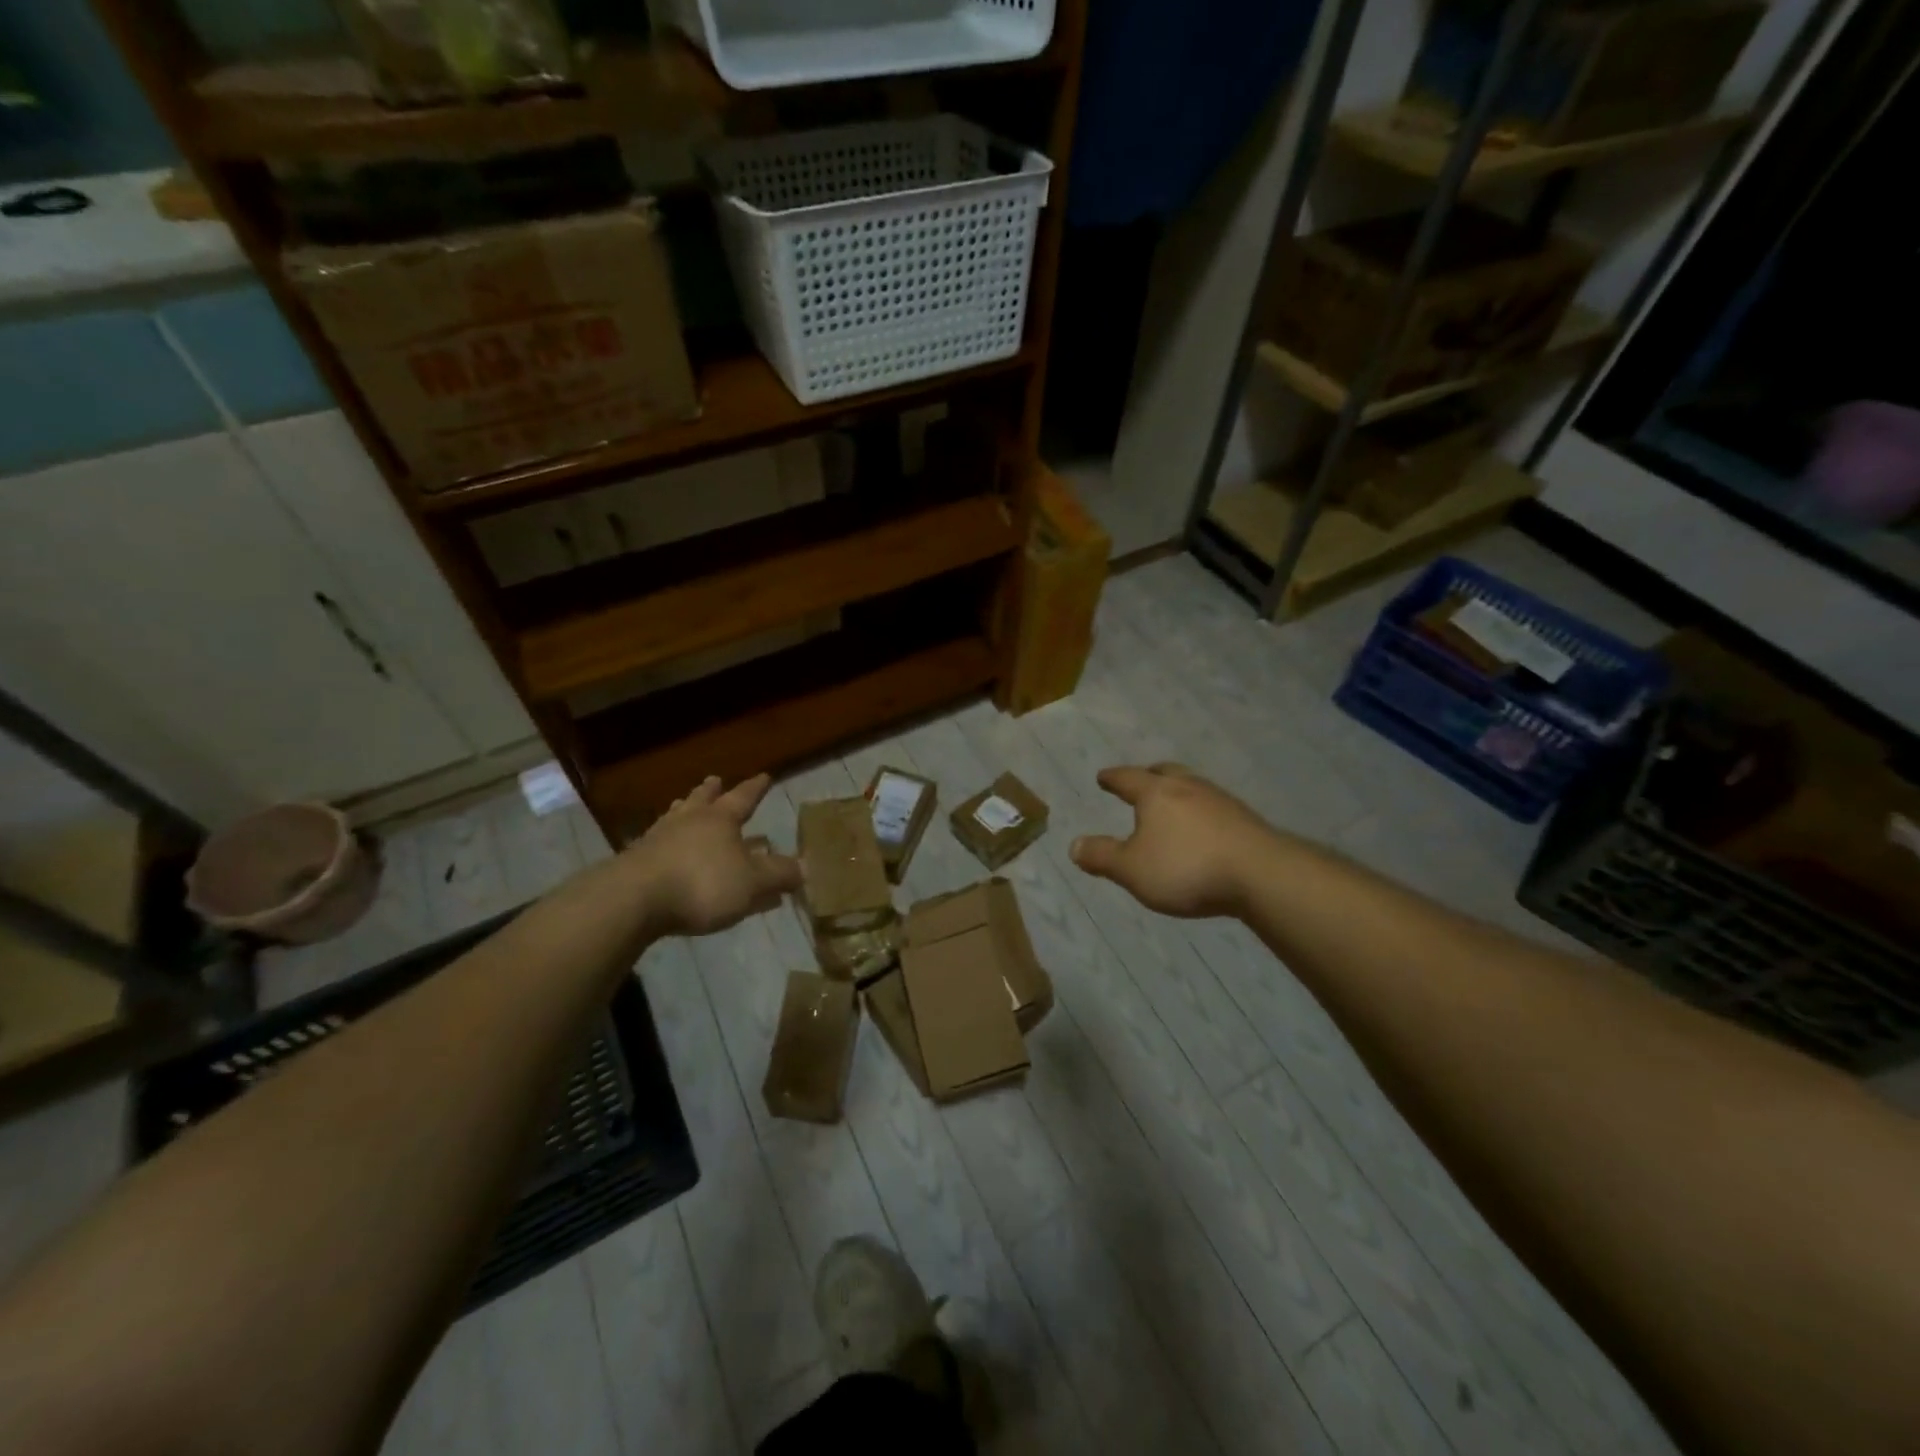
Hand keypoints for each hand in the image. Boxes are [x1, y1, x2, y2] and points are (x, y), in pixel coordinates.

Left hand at [625, 774, 802, 936]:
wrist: (634, 899)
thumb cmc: (702, 884)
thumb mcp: (752, 882)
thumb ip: (779, 875)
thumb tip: (805, 867)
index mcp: (720, 820)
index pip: (743, 798)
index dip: (755, 789)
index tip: (764, 776)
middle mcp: (689, 821)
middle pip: (702, 800)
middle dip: (712, 791)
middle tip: (715, 780)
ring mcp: (658, 839)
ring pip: (675, 816)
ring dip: (684, 809)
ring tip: (683, 803)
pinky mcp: (635, 861)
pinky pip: (657, 842)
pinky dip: (665, 840)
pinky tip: (661, 846)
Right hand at [1070, 764, 1281, 918]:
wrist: (1261, 874)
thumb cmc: (1186, 868)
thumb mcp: (1132, 869)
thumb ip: (1102, 857)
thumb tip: (1074, 845)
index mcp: (1156, 793)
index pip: (1128, 778)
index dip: (1112, 778)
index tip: (1102, 777)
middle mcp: (1188, 787)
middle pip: (1165, 772)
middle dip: (1149, 775)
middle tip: (1141, 780)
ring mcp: (1221, 801)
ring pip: (1192, 787)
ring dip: (1178, 792)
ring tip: (1172, 805)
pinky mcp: (1245, 819)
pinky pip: (1213, 807)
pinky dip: (1200, 812)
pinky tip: (1202, 829)